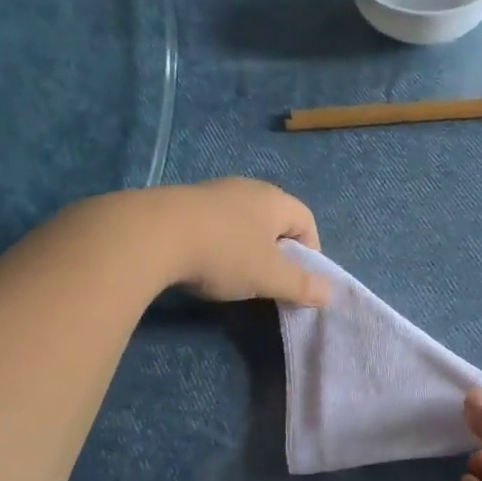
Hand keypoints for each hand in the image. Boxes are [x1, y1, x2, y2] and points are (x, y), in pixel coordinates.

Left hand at [156, 178, 329, 306]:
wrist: (151, 234)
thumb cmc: (224, 254)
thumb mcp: (269, 277)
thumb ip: (302, 285)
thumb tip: (330, 293)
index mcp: (274, 200)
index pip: (306, 220)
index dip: (311, 251)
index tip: (301, 280)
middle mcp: (246, 188)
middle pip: (274, 219)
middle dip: (278, 250)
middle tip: (270, 279)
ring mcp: (211, 192)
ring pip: (241, 220)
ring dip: (245, 246)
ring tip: (235, 274)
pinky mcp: (181, 202)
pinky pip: (213, 223)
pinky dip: (217, 243)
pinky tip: (203, 263)